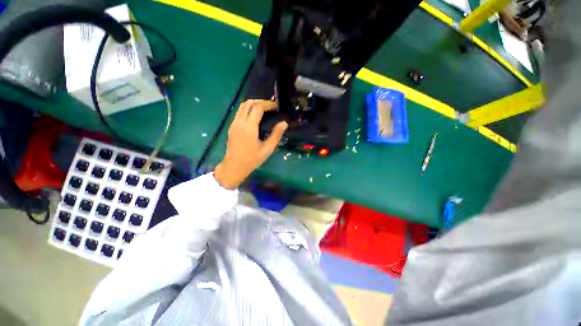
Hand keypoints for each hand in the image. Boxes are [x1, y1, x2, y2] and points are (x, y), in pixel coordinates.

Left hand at [214, 100, 287, 189]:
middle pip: (248, 103)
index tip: (276, 106)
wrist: (234, 166)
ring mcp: (234, 124)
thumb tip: (284, 123)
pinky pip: (239, 112)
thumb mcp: (267, 149)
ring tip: (264, 110)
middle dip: (260, 101)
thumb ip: (276, 135)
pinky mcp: (231, 127)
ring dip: (253, 104)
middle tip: (270, 106)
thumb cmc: (252, 159)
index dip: (268, 104)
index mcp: (249, 127)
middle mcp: (240, 122)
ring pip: (242, 106)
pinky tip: (255, 117)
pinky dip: (247, 109)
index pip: (258, 108)